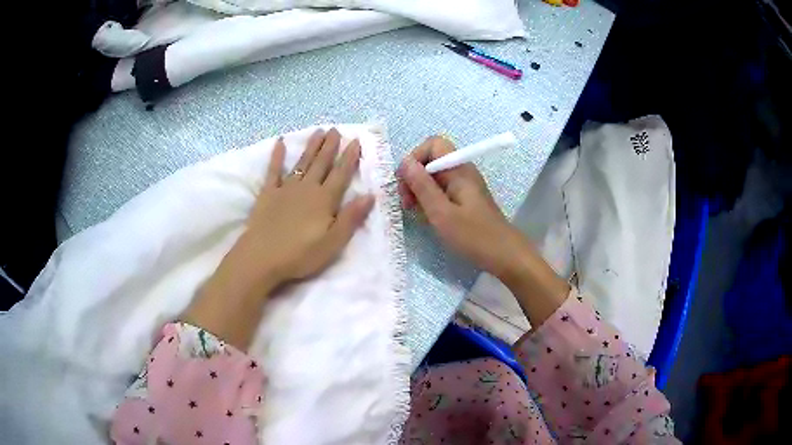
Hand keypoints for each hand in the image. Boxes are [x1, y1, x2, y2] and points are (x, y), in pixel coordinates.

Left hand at [182, 128, 373, 348]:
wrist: (262, 258)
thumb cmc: (300, 254)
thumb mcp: (333, 242)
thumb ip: (351, 218)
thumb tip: (370, 195)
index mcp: (324, 200)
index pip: (340, 174)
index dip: (349, 157)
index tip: (355, 140)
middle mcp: (307, 188)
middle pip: (321, 163)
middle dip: (330, 146)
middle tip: (335, 129)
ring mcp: (285, 189)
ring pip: (302, 162)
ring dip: (311, 146)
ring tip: (318, 131)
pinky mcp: (268, 194)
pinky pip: (273, 171)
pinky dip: (277, 156)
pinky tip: (280, 143)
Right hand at [397, 136, 568, 326]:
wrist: (504, 255)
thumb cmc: (473, 236)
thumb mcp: (441, 213)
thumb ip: (422, 186)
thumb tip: (405, 162)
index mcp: (459, 169)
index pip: (433, 144)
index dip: (415, 158)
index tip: (406, 184)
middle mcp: (462, 171)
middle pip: (431, 160)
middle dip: (414, 177)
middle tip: (407, 203)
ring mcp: (464, 185)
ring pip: (434, 176)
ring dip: (420, 190)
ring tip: (415, 212)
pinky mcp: (464, 199)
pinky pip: (441, 190)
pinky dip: (430, 199)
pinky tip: (428, 217)